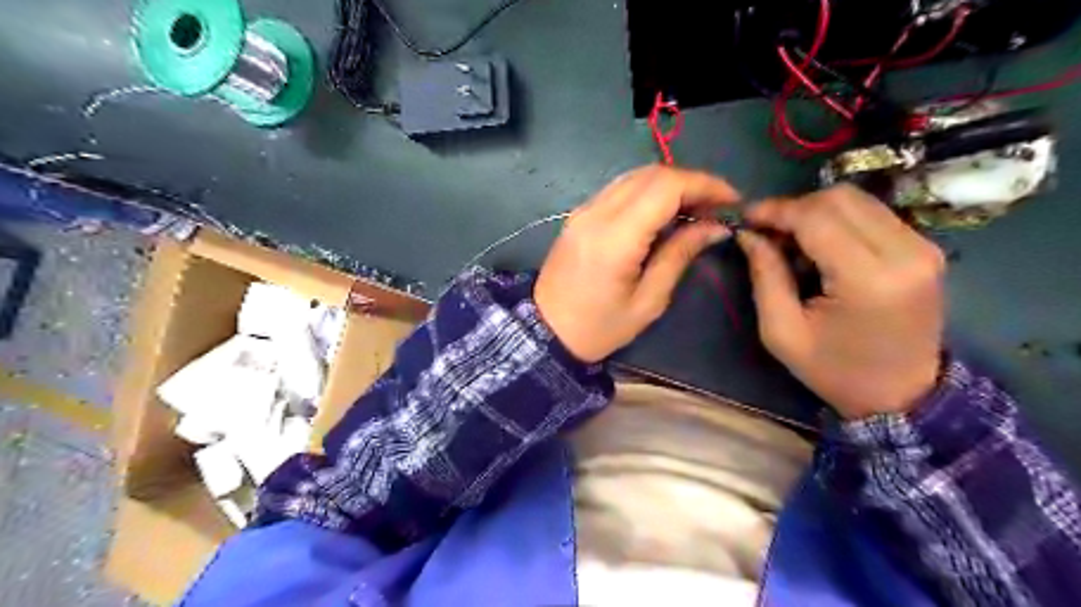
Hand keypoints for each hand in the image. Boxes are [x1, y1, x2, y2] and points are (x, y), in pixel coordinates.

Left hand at [532, 167, 738, 361]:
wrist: (545, 331)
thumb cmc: (599, 327)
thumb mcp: (648, 301)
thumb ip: (680, 255)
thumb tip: (715, 227)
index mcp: (615, 237)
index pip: (666, 187)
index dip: (704, 185)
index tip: (732, 201)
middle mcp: (597, 213)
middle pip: (652, 174)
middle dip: (692, 182)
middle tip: (716, 208)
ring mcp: (584, 210)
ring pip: (635, 177)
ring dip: (670, 184)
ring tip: (695, 210)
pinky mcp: (579, 214)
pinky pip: (620, 189)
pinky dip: (648, 192)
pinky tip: (664, 213)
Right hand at [740, 185, 943, 419]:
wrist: (903, 395)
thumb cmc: (834, 370)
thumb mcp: (782, 331)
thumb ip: (764, 275)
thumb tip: (749, 233)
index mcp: (868, 279)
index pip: (817, 217)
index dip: (776, 210)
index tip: (746, 219)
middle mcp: (905, 252)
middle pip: (840, 199)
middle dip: (794, 207)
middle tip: (767, 232)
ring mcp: (923, 247)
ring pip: (858, 200)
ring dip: (815, 212)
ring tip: (790, 241)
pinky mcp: (926, 248)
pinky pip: (873, 214)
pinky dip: (838, 220)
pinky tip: (820, 247)